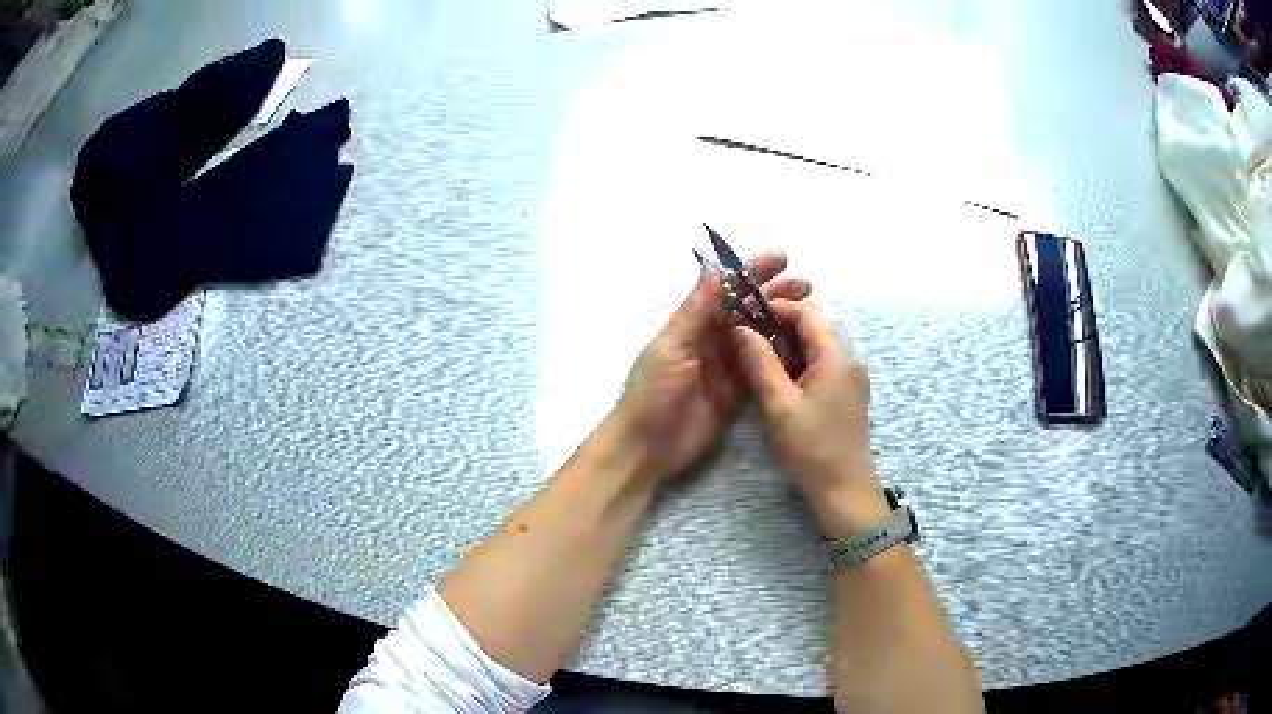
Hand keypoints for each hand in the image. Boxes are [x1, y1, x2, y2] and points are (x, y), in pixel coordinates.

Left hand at [611, 252, 810, 482]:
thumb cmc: (652, 393)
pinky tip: (803, 347)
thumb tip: (718, 269)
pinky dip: (781, 356)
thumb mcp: (671, 348)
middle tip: (807, 286)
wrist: (646, 448)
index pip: (726, 289)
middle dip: (775, 295)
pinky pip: (762, 368)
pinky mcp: (738, 393)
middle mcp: (712, 340)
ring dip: (782, 322)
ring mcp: (726, 367)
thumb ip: (695, 312)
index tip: (781, 259)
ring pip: (759, 337)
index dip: (752, 272)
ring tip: (812, 312)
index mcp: (693, 324)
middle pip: (748, 310)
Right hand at [731, 301, 888, 538]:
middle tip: (748, 335)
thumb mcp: (778, 405)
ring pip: (819, 346)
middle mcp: (850, 359)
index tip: (747, 315)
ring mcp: (852, 378)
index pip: (808, 313)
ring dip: (790, 345)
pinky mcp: (849, 394)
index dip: (778, 307)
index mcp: (836, 357)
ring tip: (758, 355)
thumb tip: (741, 329)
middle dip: (782, 325)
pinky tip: (780, 378)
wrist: (844, 489)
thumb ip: (759, 363)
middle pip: (816, 326)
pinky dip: (801, 362)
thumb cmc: (811, 447)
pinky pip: (824, 364)